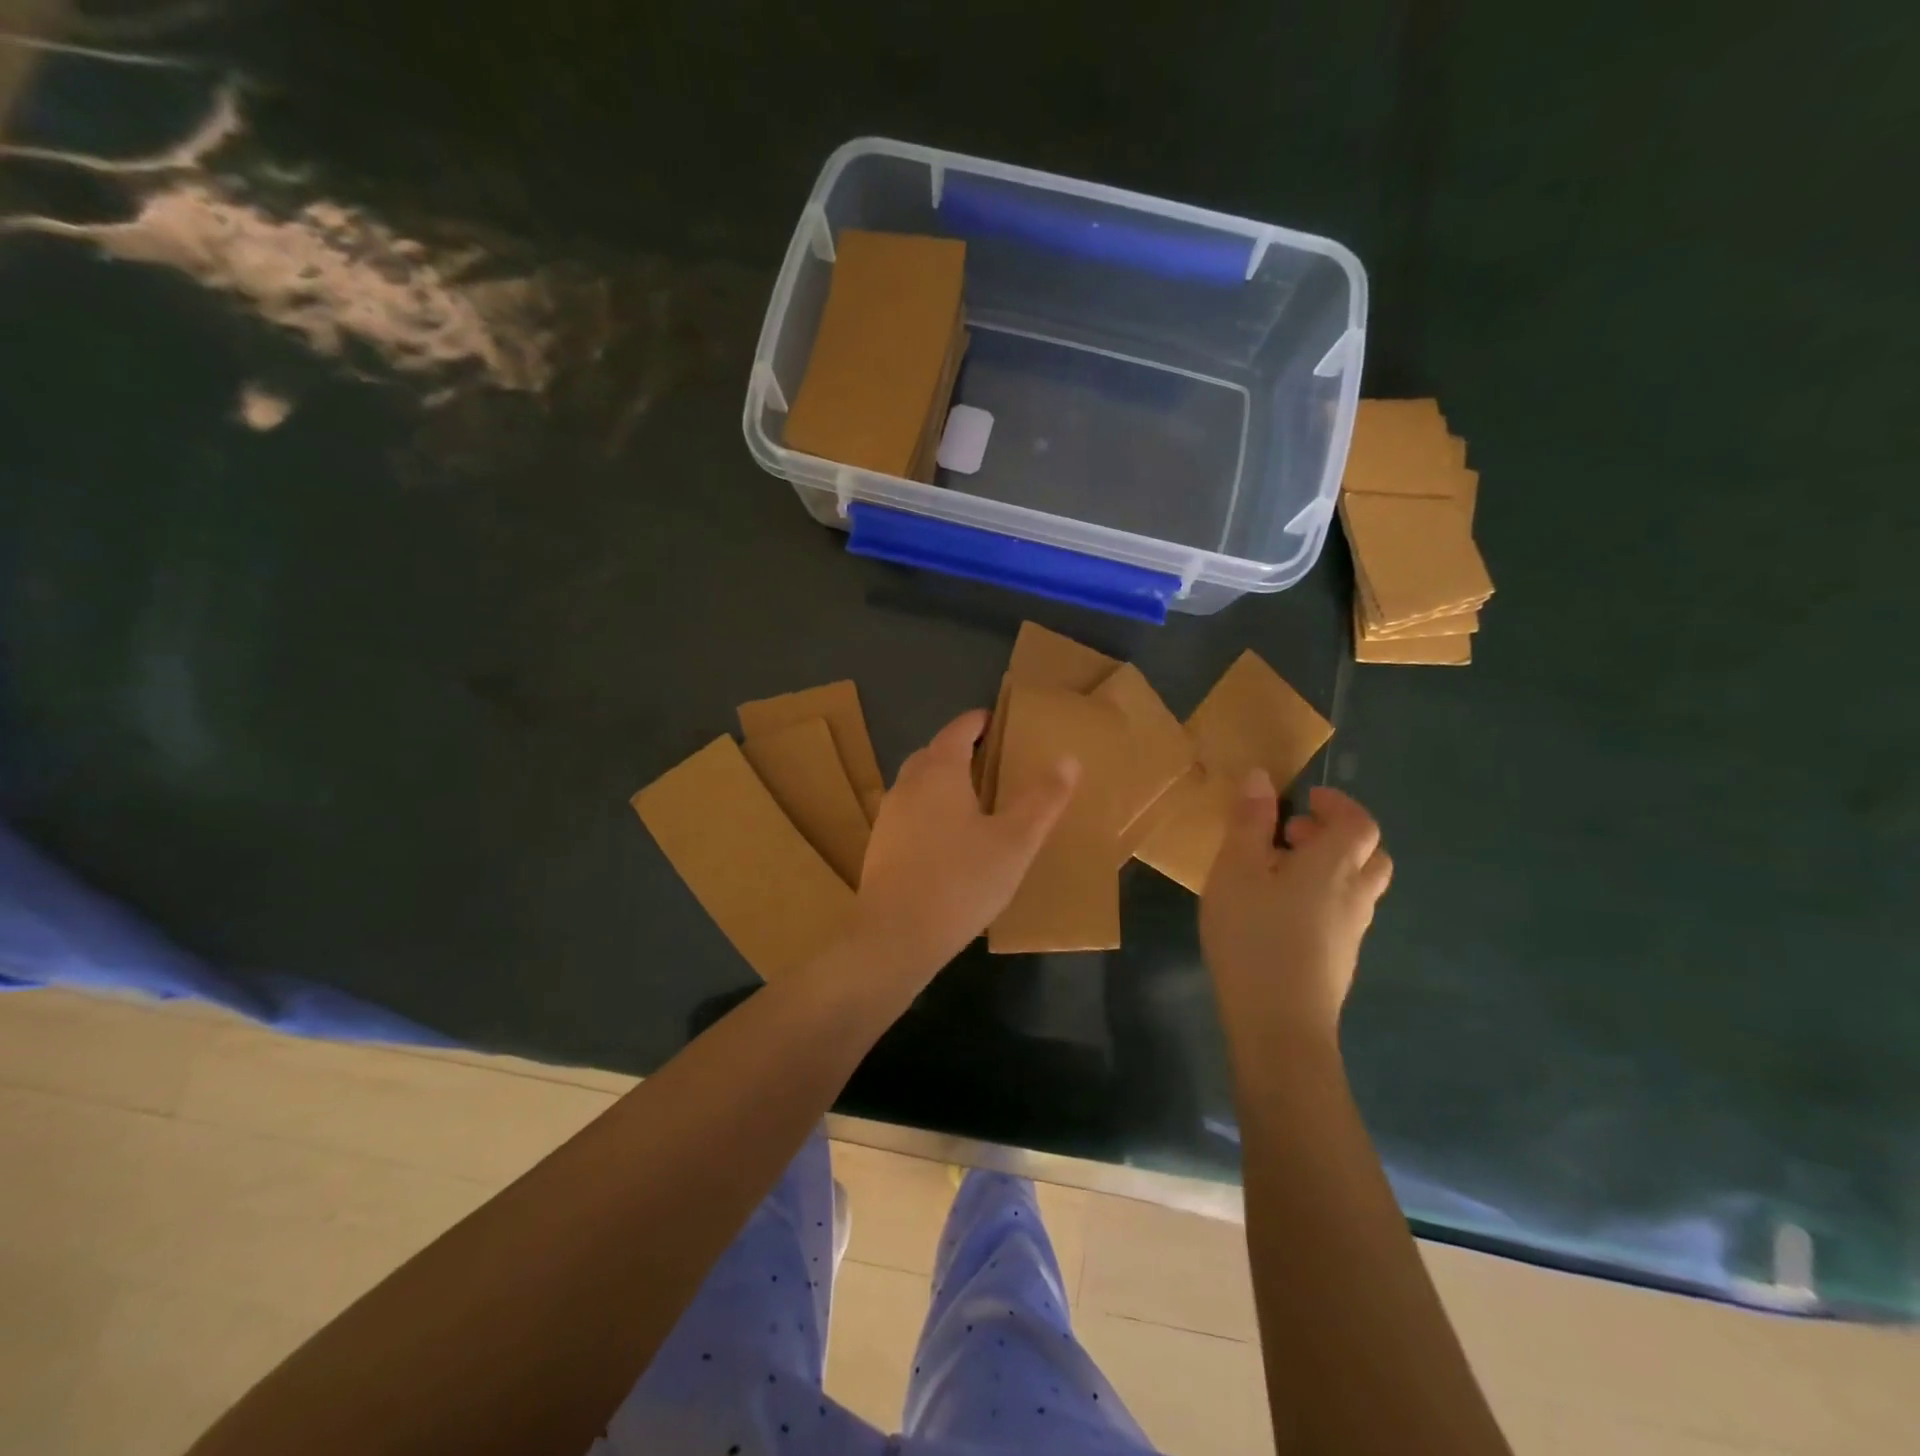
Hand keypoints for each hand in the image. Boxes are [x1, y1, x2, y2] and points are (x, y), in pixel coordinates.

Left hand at [850, 709, 1078, 983]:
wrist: (895, 935)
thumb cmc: (961, 881)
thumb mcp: (1014, 842)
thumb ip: (1042, 800)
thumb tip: (1068, 760)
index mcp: (939, 772)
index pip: (958, 730)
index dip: (978, 722)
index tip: (996, 722)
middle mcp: (908, 785)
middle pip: (933, 753)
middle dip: (959, 750)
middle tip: (990, 761)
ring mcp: (889, 816)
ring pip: (917, 784)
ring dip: (941, 781)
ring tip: (972, 799)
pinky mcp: (880, 846)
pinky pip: (909, 813)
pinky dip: (929, 810)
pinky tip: (947, 840)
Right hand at [1199, 775, 1392, 1048]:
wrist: (1279, 1023)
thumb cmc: (1253, 935)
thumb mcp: (1236, 869)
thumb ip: (1249, 822)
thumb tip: (1261, 777)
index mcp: (1335, 865)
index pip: (1360, 822)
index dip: (1339, 804)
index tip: (1306, 799)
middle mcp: (1356, 894)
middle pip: (1370, 854)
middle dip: (1337, 836)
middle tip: (1292, 836)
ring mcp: (1353, 931)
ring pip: (1358, 886)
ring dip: (1330, 867)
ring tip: (1279, 873)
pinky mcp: (1340, 959)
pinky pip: (1343, 912)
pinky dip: (1323, 896)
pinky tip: (1280, 913)